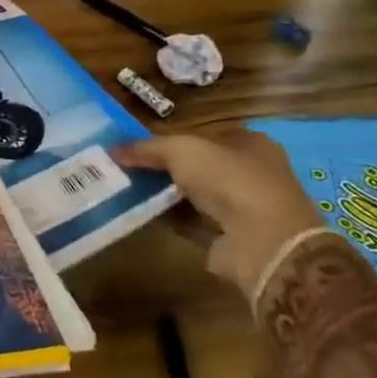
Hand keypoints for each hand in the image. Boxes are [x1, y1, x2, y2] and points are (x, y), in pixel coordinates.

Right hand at [119, 127, 324, 300]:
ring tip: (127, 190)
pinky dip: (169, 219)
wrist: (263, 242)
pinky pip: (191, 223)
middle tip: (128, 167)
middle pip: (198, 166)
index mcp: (250, 144)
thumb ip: (147, 148)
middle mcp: (251, 174)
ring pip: (193, 195)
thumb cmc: (229, 180)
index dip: (172, 139)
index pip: (205, 136)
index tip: (139, 146)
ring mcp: (243, 208)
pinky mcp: (231, 238)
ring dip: (165, 195)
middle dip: (165, 168)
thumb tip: (114, 149)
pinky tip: (142, 214)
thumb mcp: (181, 150)